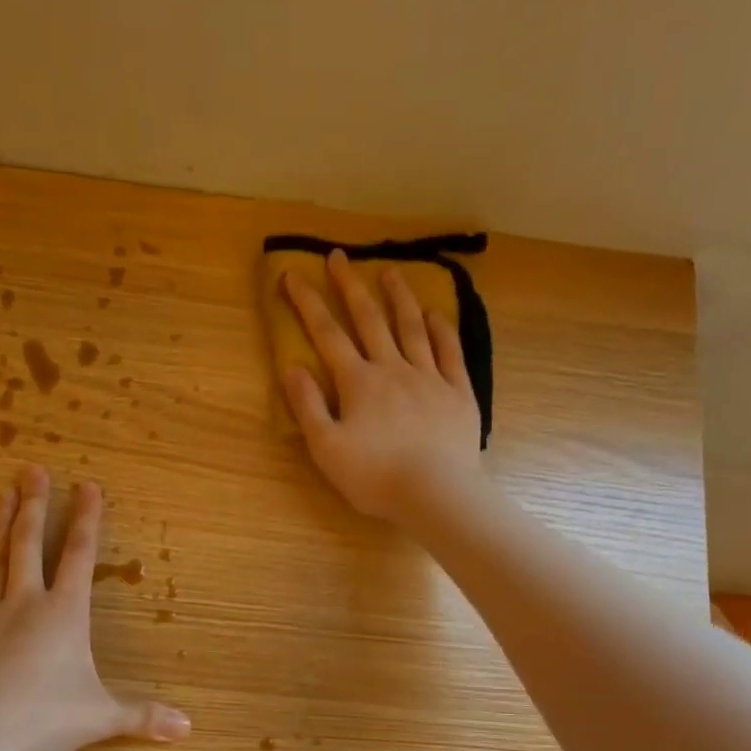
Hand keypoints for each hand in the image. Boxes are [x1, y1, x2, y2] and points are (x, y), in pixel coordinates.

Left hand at [0, 465, 189, 750]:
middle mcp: (25, 605)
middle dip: (35, 507)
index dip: (86, 520)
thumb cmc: (47, 719)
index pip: (80, 556)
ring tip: (2, 495)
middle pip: (30, 546)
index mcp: (65, 615)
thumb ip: (144, 716)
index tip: (87, 486)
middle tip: (32, 471)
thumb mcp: (103, 717)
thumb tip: (188, 728)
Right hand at [281, 249, 482, 521]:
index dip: (307, 304)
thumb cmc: (374, 476)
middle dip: (350, 286)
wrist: (435, 493)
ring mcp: (430, 377)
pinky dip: (441, 329)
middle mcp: (393, 369)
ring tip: (390, 270)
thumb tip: (291, 367)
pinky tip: (435, 314)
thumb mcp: (326, 448)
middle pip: (369, 320)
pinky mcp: (458, 393)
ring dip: (399, 297)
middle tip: (340, 257)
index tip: (293, 275)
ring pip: (412, 327)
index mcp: (358, 382)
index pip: (327, 334)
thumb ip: (308, 406)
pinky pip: (449, 352)